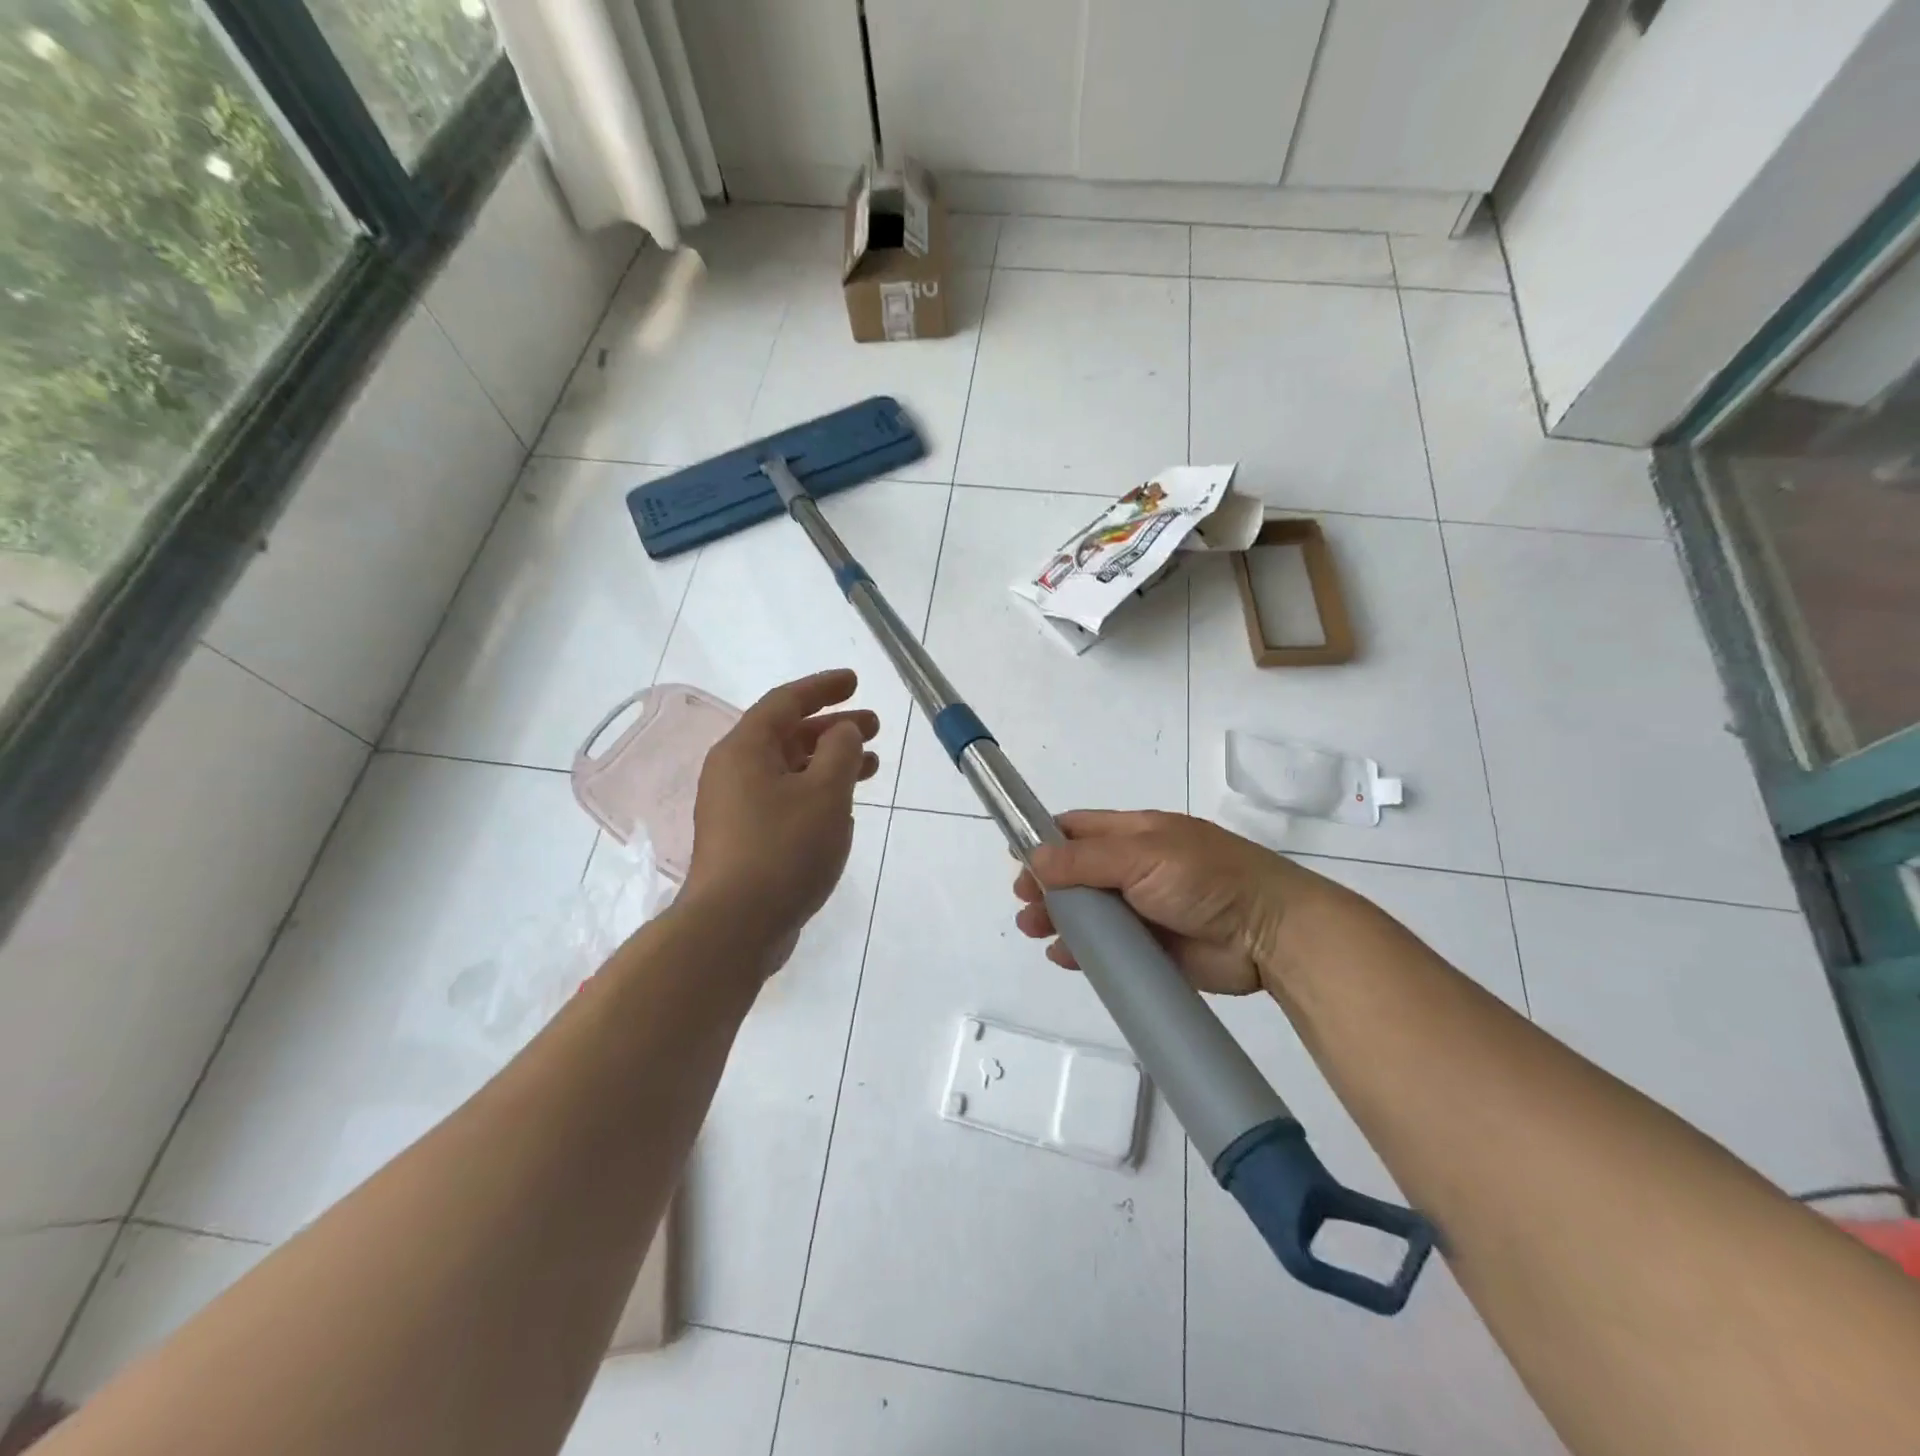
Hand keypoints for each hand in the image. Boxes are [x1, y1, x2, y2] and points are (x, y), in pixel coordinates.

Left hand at [681, 670, 878, 966]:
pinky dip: (816, 793)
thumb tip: (843, 731)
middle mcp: (734, 772)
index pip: (785, 702)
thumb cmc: (783, 849)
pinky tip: (844, 807)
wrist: (735, 926)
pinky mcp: (745, 840)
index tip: (855, 681)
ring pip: (789, 770)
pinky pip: (785, 799)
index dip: (823, 687)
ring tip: (871, 765)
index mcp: (745, 750)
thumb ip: (841, 751)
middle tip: (874, 726)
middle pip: (788, 735)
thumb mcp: (825, 792)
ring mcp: (736, 808)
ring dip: (830, 762)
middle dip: (833, 727)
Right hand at [1012, 810, 1315, 995]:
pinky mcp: (1151, 948)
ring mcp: (1143, 909)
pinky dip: (1082, 951)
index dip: (1044, 840)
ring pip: (1088, 912)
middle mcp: (1135, 868)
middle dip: (1046, 886)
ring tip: (1033, 930)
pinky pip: (1107, 948)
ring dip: (1058, 918)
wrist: (1271, 934)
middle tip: (1024, 905)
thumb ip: (1086, 858)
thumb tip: (1032, 857)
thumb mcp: (1143, 855)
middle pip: (1076, 873)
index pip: (1079, 829)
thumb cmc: (1206, 878)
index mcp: (1136, 834)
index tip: (1016, 859)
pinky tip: (1063, 956)